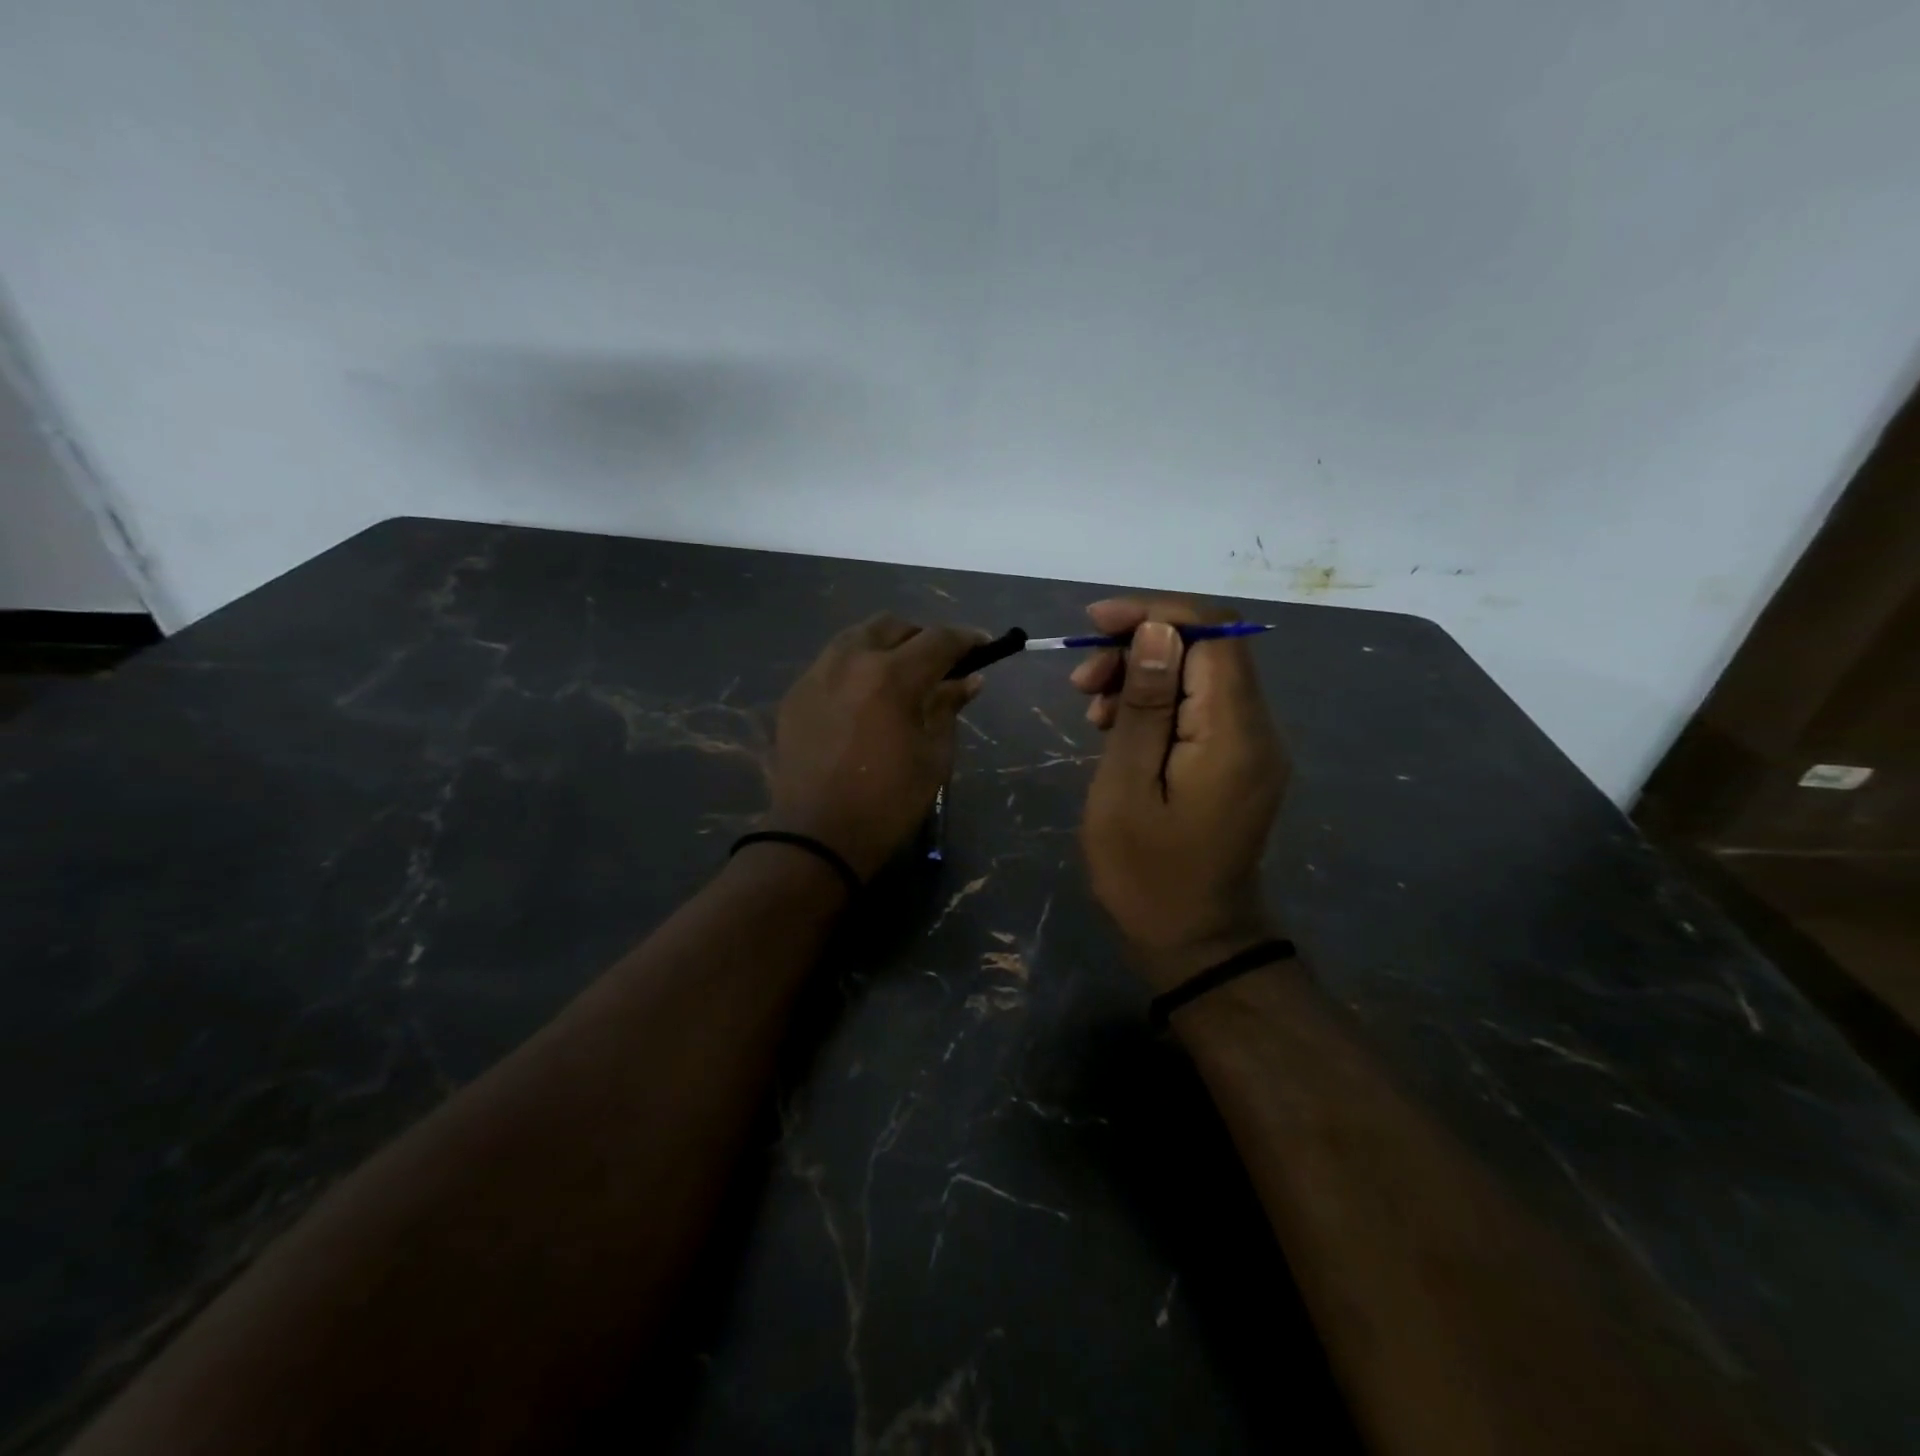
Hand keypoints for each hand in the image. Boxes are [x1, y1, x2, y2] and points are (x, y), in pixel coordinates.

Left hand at [766, 614, 986, 880]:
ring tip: (901, 671)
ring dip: (886, 644)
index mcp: (891, 677)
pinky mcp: (796, 693)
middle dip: (922, 637)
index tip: (984, 645)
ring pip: (857, 636)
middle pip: (893, 626)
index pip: (938, 640)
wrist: (816, 837)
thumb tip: (969, 680)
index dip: (967, 639)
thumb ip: (948, 708)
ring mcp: (817, 674)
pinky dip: (856, 665)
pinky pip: (832, 661)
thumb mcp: (933, 757)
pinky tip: (865, 693)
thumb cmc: (888, 802)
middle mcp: (851, 661)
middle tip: (940, 662)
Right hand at [1071, 598, 1288, 988]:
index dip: (1154, 614)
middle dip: (1139, 647)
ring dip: (1143, 675)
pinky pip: (1199, 708)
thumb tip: (1157, 631)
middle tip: (1082, 681)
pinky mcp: (1238, 760)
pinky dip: (1157, 704)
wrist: (1193, 939)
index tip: (1095, 623)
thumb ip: (1145, 706)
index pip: (1211, 633)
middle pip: (1206, 648)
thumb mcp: (1126, 788)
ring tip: (1092, 707)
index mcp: (1234, 733)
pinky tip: (1116, 726)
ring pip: (1199, 675)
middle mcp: (1257, 729)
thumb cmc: (1146, 873)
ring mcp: (1252, 746)